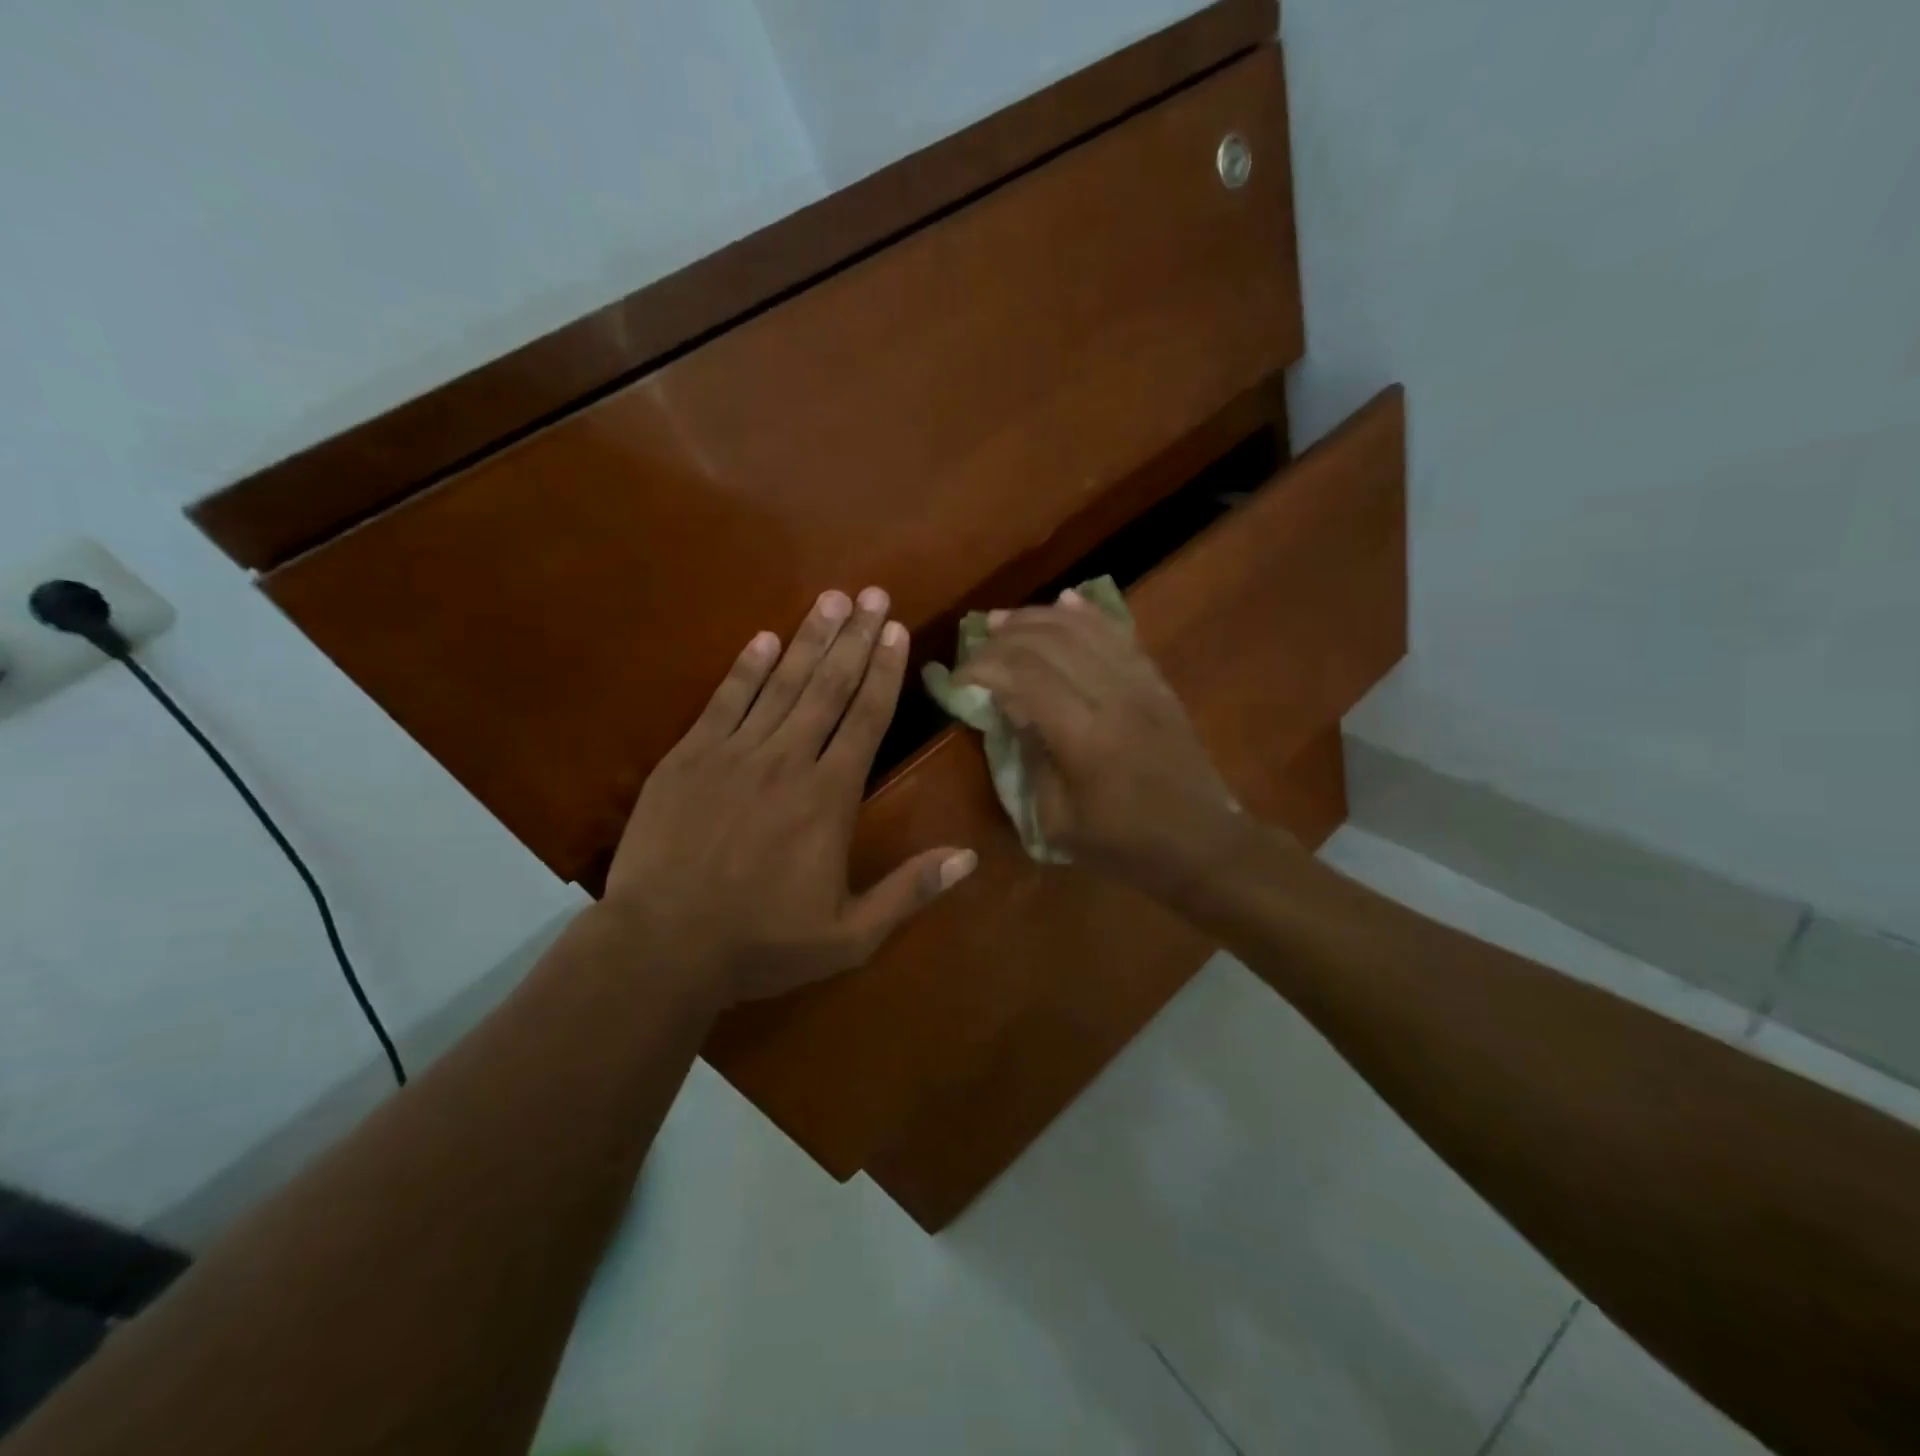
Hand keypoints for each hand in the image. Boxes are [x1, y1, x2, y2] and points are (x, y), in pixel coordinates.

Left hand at [605, 587, 976, 1004]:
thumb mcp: (850, 936)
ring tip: (829, 599)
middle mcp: (788, 761)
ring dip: (808, 639)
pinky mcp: (688, 758)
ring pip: (781, 684)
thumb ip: (909, 891)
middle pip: (828, 687)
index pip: (867, 719)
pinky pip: (724, 702)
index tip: (894, 629)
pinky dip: (746, 669)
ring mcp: (734, 754)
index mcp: (829, 798)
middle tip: (871, 593)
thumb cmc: (762, 943)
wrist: (663, 948)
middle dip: (853, 637)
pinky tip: (763, 640)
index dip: (883, 671)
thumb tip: (969, 858)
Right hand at [958, 591, 1247, 897]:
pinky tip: (1065, 601)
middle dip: (1005, 636)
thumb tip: (1010, 708)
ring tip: (1006, 619)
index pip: (1024, 678)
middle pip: (1051, 643)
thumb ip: (1031, 758)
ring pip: (1085, 629)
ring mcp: (1140, 684)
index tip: (959, 676)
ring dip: (1040, 617)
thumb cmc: (1123, 843)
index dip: (984, 668)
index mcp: (1084, 738)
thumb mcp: (1059, 820)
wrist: (1201, 842)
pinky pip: (1120, 634)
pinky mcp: (1157, 683)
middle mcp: (1112, 697)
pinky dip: (1088, 614)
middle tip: (977, 641)